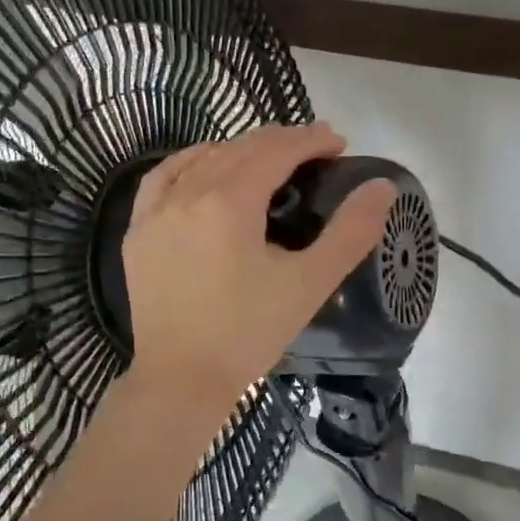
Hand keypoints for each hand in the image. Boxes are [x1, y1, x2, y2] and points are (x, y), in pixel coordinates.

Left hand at [123, 123, 395, 419]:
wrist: (181, 380)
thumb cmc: (249, 333)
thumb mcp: (309, 284)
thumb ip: (350, 232)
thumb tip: (382, 186)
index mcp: (230, 201)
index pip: (276, 150)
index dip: (311, 140)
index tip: (338, 142)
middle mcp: (188, 193)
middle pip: (241, 148)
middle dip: (281, 141)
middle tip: (315, 150)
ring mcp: (156, 211)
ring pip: (203, 158)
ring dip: (240, 149)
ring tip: (269, 158)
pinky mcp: (138, 231)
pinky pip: (164, 177)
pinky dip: (192, 162)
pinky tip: (204, 167)